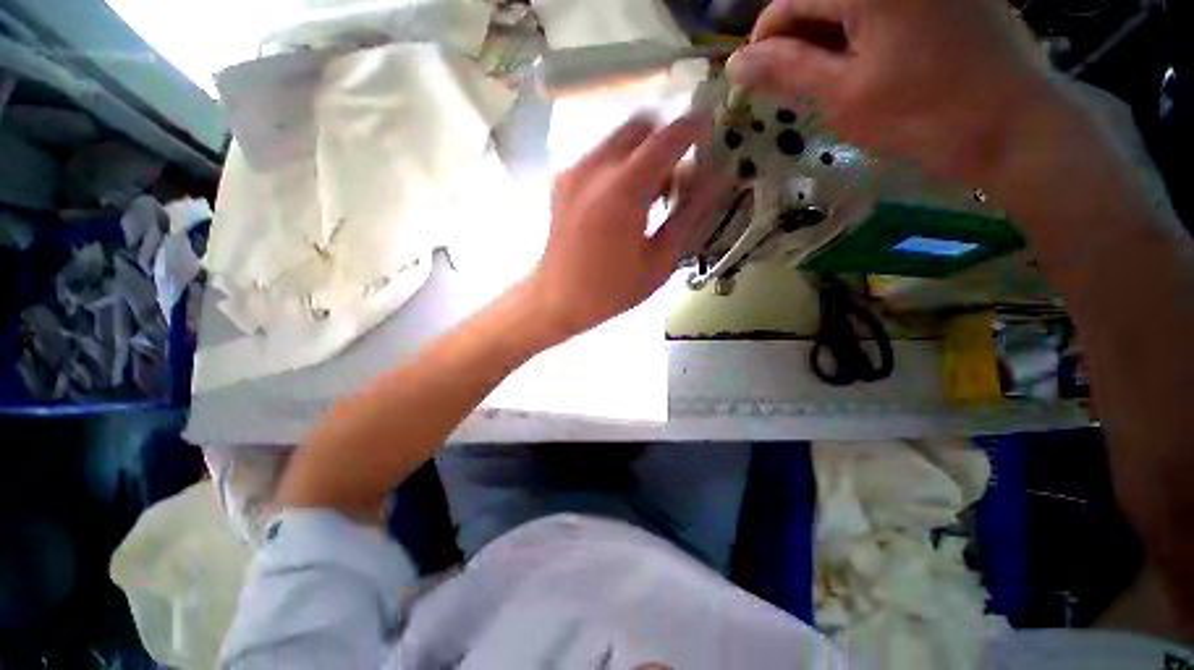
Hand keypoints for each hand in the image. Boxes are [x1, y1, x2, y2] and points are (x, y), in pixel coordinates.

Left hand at [526, 111, 729, 339]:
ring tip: (650, 197)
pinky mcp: (563, 181)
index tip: (711, 135)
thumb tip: (718, 179)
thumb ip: (690, 215)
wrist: (557, 299)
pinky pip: (600, 156)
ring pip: (619, 139)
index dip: (695, 128)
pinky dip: (621, 165)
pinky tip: (623, 202)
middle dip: (665, 142)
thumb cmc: (611, 290)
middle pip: (640, 127)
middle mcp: (595, 168)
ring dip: (642, 154)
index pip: (668, 137)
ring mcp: (574, 172)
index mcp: (623, 190)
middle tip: (677, 178)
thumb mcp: (659, 261)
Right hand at [727, 0, 1059, 181]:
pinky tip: (867, 66)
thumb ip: (787, 71)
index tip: (759, 79)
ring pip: (853, 5)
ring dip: (830, 40)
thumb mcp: (843, 95)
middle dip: (800, 41)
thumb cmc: (923, 114)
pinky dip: (863, 34)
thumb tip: (737, 64)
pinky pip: (887, 8)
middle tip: (794, 88)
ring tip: (830, 83)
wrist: (1015, 127)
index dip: (766, 39)